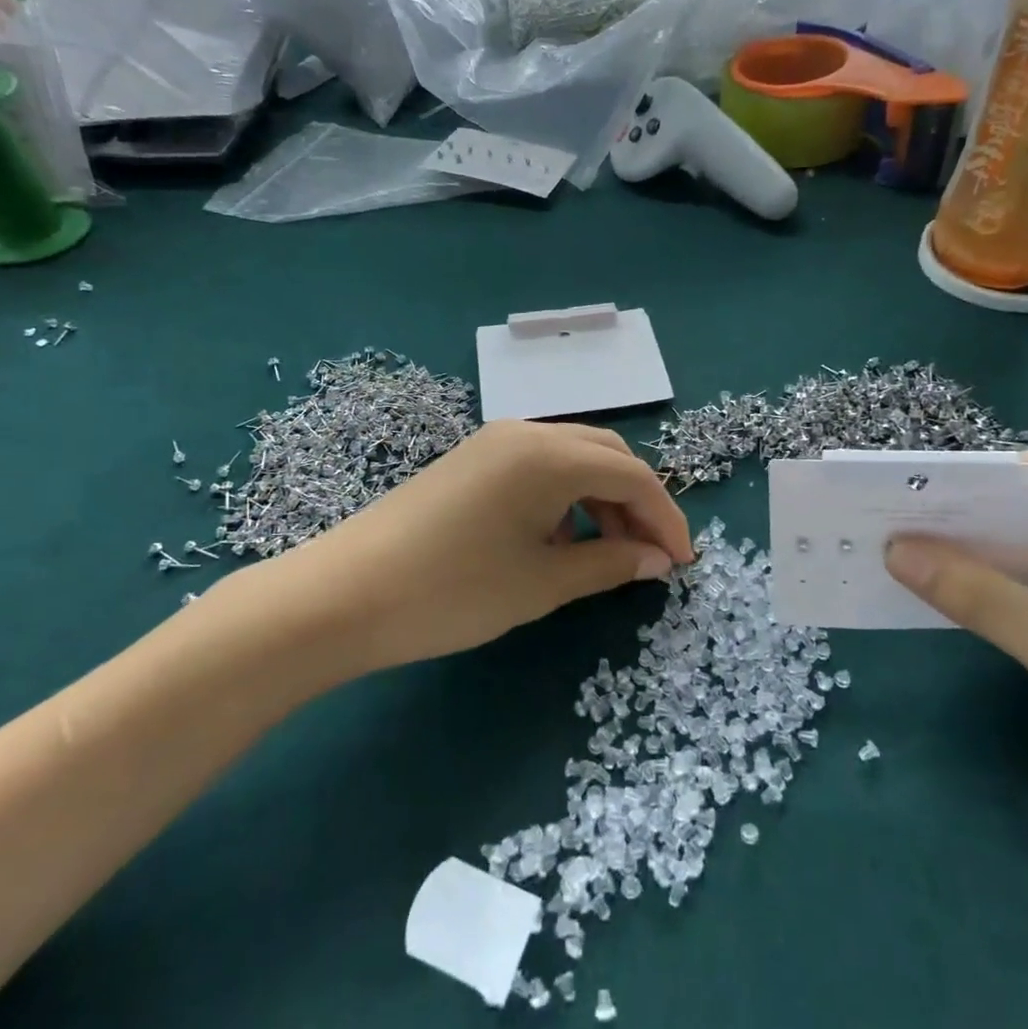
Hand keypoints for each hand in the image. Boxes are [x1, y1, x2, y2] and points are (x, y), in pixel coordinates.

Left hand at [242, 421, 692, 674]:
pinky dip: (564, 499)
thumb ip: (609, 564)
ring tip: (607, 555)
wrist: (343, 595)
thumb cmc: (454, 590)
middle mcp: (527, 433)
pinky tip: (557, 540)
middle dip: (637, 504)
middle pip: (606, 456)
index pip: (633, 475)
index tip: (684, 563)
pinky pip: (538, 468)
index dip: (666, 518)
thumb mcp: (542, 583)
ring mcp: (494, 443)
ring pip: (572, 460)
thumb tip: (657, 561)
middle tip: (650, 557)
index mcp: (551, 454)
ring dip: (601, 501)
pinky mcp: (471, 461)